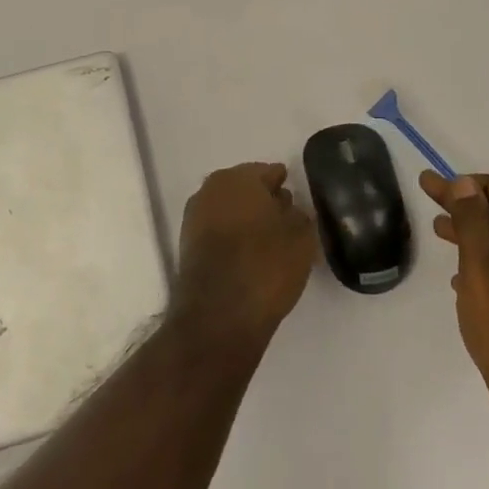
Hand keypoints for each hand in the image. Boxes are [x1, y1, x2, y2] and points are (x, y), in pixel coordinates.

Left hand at [172, 163, 317, 352]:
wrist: (218, 315)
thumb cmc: (265, 266)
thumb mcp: (301, 238)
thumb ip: (299, 215)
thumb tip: (290, 208)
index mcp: (240, 177)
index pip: (269, 172)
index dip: (285, 185)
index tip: (297, 199)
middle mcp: (212, 189)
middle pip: (245, 189)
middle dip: (264, 201)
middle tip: (286, 220)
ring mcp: (195, 216)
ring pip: (230, 210)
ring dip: (247, 220)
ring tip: (270, 242)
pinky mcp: (187, 245)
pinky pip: (218, 232)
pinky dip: (233, 238)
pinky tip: (249, 255)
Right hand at [421, 172, 488, 434]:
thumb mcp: (480, 262)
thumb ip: (472, 219)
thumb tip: (466, 184)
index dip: (478, 183)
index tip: (445, 187)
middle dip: (467, 204)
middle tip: (430, 197)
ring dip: (471, 232)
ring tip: (437, 232)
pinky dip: (480, 262)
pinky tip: (458, 277)